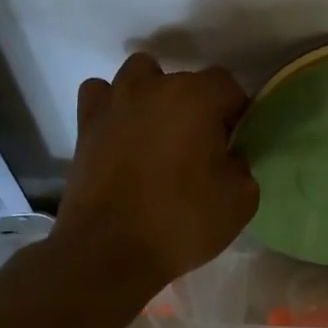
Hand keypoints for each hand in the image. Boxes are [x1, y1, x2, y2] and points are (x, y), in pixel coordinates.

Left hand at [55, 53, 257, 293]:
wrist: (109, 252)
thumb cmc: (181, 221)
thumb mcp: (241, 199)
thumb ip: (242, 164)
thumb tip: (228, 156)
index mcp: (196, 97)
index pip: (228, 85)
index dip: (236, 113)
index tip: (234, 144)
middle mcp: (153, 87)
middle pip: (186, 81)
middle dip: (198, 107)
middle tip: (201, 147)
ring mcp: (114, 102)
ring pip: (140, 74)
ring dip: (154, 94)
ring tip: (159, 132)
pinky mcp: (85, 125)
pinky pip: (101, 96)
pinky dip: (113, 106)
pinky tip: (122, 131)